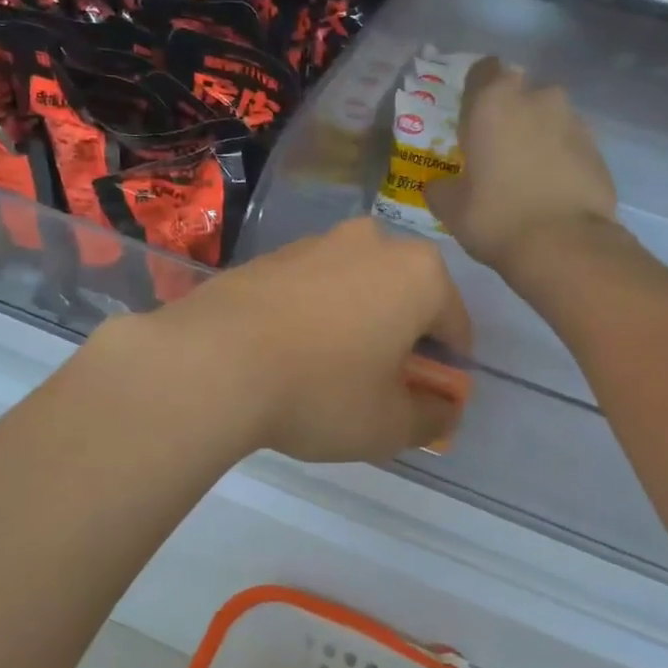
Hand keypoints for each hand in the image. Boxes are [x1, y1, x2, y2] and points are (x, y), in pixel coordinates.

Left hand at [116, 218, 471, 463]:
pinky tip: (289, 355)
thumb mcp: (391, 425)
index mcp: (419, 273)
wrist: (212, 362)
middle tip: (380, 387)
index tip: (426, 400)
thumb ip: (433, 417)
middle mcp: (374, 242)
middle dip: (402, 340)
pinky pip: (312, 289)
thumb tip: (444, 409)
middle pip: (406, 299)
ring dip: (357, 324)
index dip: (447, 369)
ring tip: (329, 373)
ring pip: (357, 289)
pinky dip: (315, 316)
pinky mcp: (271, 255)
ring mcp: (317, 242)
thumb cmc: (321, 391)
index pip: (455, 326)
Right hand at [425, 62, 618, 276]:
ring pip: (548, 116)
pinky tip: (550, 188)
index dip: (476, 89)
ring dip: (536, 134)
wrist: (565, 245)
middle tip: (496, 148)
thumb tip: (438, 184)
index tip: (470, 115)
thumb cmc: (496, 218)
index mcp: (493, 102)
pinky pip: (570, 142)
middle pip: (519, 92)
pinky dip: (559, 156)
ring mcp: (573, 120)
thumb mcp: (451, 208)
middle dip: (509, 113)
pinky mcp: (597, 147)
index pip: (483, 70)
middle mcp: (537, 98)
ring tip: (526, 172)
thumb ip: (440, 187)